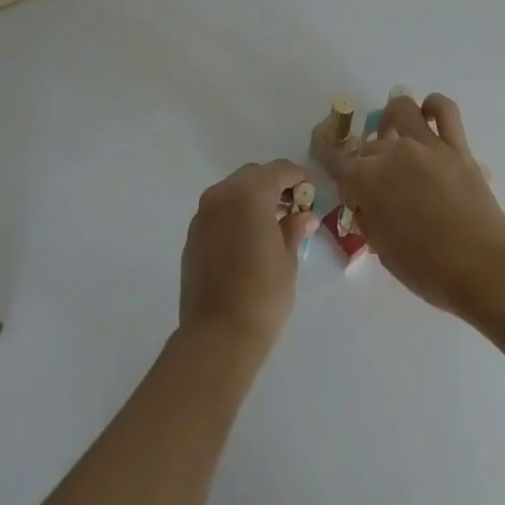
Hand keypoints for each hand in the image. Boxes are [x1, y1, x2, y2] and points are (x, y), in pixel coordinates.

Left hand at [179, 160, 315, 355]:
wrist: (217, 334)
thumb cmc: (262, 293)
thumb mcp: (288, 259)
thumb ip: (294, 229)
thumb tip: (304, 216)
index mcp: (250, 193)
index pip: (279, 170)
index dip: (298, 177)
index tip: (311, 193)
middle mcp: (222, 194)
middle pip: (253, 175)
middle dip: (274, 185)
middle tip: (292, 208)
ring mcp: (203, 214)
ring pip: (233, 191)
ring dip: (252, 199)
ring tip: (271, 225)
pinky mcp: (193, 235)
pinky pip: (218, 211)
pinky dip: (235, 214)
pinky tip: (247, 240)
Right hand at [333, 92, 504, 316]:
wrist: (485, 269)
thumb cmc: (428, 270)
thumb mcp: (384, 250)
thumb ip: (368, 217)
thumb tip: (365, 201)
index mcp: (367, 179)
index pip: (334, 158)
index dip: (327, 158)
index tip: (333, 167)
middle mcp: (393, 153)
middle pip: (368, 144)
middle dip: (365, 162)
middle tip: (377, 189)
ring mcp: (427, 145)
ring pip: (401, 109)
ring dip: (392, 120)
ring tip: (396, 137)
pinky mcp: (457, 146)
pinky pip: (444, 110)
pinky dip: (433, 106)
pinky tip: (428, 116)